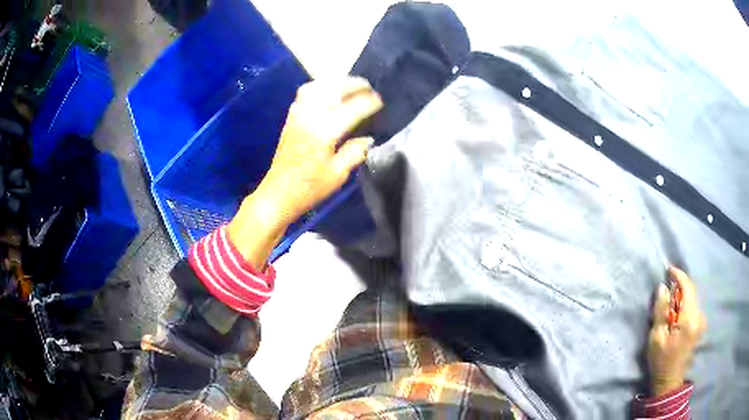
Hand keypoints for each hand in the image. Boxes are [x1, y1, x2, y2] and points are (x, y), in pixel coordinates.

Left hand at [228, 78, 382, 268]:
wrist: (278, 194)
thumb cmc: (309, 189)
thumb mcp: (337, 175)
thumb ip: (354, 153)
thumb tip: (368, 139)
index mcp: (323, 134)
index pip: (350, 110)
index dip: (367, 103)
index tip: (380, 101)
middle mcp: (309, 119)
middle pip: (332, 91)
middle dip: (353, 85)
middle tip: (368, 87)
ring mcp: (297, 117)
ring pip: (316, 88)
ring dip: (335, 82)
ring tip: (349, 85)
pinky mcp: (290, 120)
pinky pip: (304, 95)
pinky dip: (319, 88)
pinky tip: (327, 92)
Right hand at [647, 267, 706, 395]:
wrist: (670, 382)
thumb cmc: (661, 362)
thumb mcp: (656, 339)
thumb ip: (661, 311)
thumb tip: (663, 287)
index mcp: (689, 320)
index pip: (688, 288)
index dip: (679, 275)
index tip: (669, 269)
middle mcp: (699, 317)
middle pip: (691, 292)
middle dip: (679, 287)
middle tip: (666, 290)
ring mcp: (701, 322)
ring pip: (692, 300)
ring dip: (682, 298)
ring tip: (669, 306)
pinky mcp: (700, 326)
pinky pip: (693, 308)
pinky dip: (685, 306)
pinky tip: (676, 316)